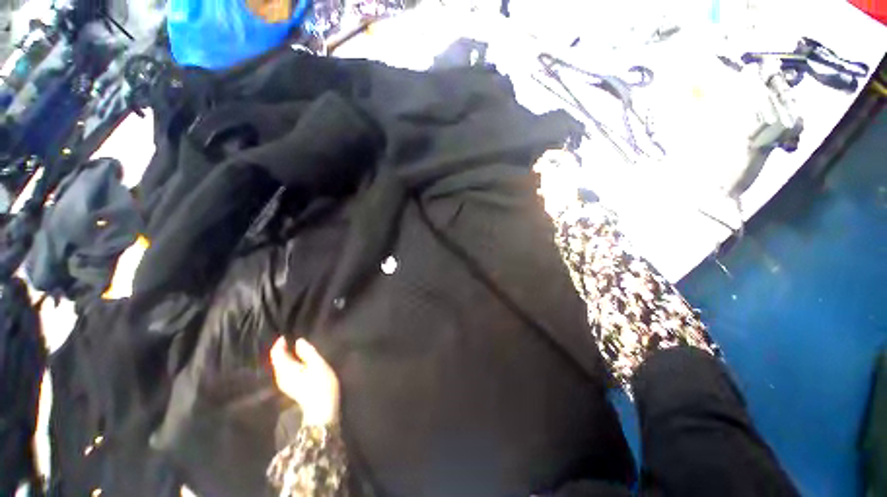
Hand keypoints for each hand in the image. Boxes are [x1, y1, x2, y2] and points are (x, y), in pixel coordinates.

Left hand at [270, 337, 340, 426]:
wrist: (322, 408)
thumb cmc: (321, 384)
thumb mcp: (317, 364)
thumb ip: (307, 351)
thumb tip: (298, 341)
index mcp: (285, 369)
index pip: (276, 353)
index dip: (280, 343)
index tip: (288, 334)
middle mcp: (280, 376)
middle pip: (277, 360)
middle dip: (283, 349)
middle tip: (293, 338)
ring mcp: (284, 384)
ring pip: (280, 365)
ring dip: (286, 356)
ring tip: (297, 347)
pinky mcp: (290, 388)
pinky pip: (285, 371)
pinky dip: (289, 363)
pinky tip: (299, 361)